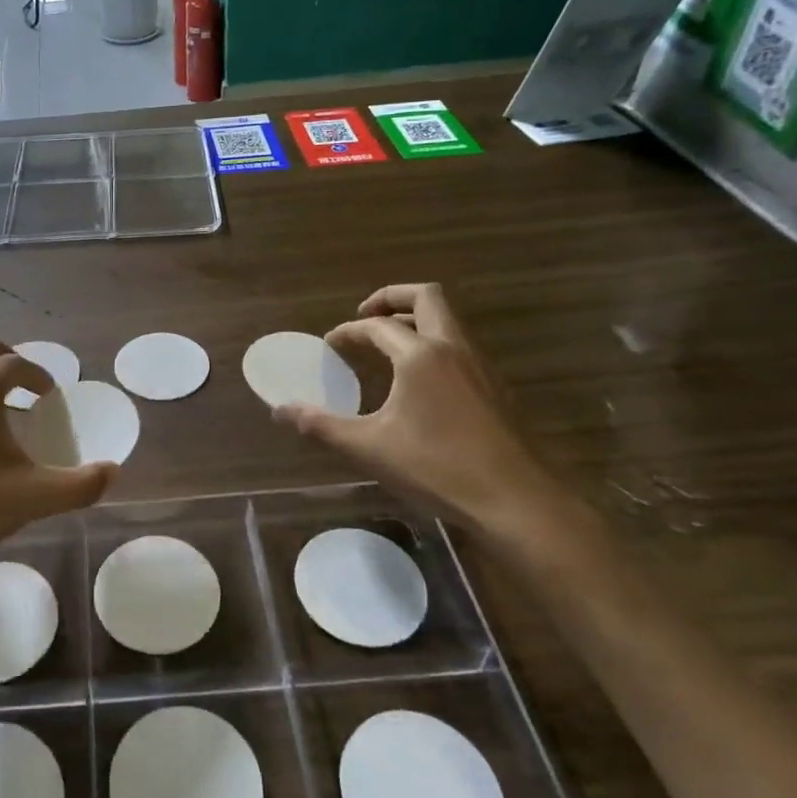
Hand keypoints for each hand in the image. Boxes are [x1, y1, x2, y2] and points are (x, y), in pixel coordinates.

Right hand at [273, 284, 565, 531]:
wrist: (516, 500)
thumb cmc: (437, 468)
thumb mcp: (369, 448)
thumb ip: (321, 425)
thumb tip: (280, 410)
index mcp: (420, 356)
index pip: (377, 327)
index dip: (348, 331)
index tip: (330, 345)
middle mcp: (453, 349)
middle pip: (427, 297)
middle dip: (392, 298)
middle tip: (366, 315)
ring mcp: (481, 367)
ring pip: (449, 322)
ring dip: (416, 322)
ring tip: (389, 346)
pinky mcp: (496, 389)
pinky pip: (460, 347)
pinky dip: (434, 346)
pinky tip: (420, 382)